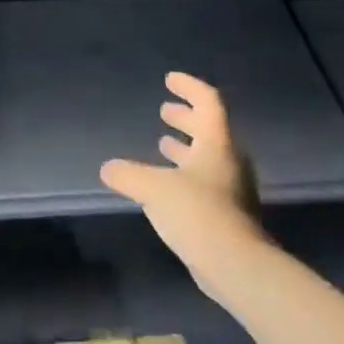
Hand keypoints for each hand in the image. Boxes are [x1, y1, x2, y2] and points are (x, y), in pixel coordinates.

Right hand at [100, 72, 263, 288]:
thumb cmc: (197, 213)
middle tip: (166, 111)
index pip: (208, 103)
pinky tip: (166, 186)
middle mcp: (228, 162)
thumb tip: (108, 168)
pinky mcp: (227, 214)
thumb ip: (128, 174)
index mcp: (216, 144)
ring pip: (207, 157)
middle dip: (186, 118)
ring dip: (185, 147)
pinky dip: (185, 174)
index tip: (170, 80)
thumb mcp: (153, 188)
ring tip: (163, 144)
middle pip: (210, 129)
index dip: (189, 88)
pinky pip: (205, 182)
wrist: (235, 264)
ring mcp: (231, 190)